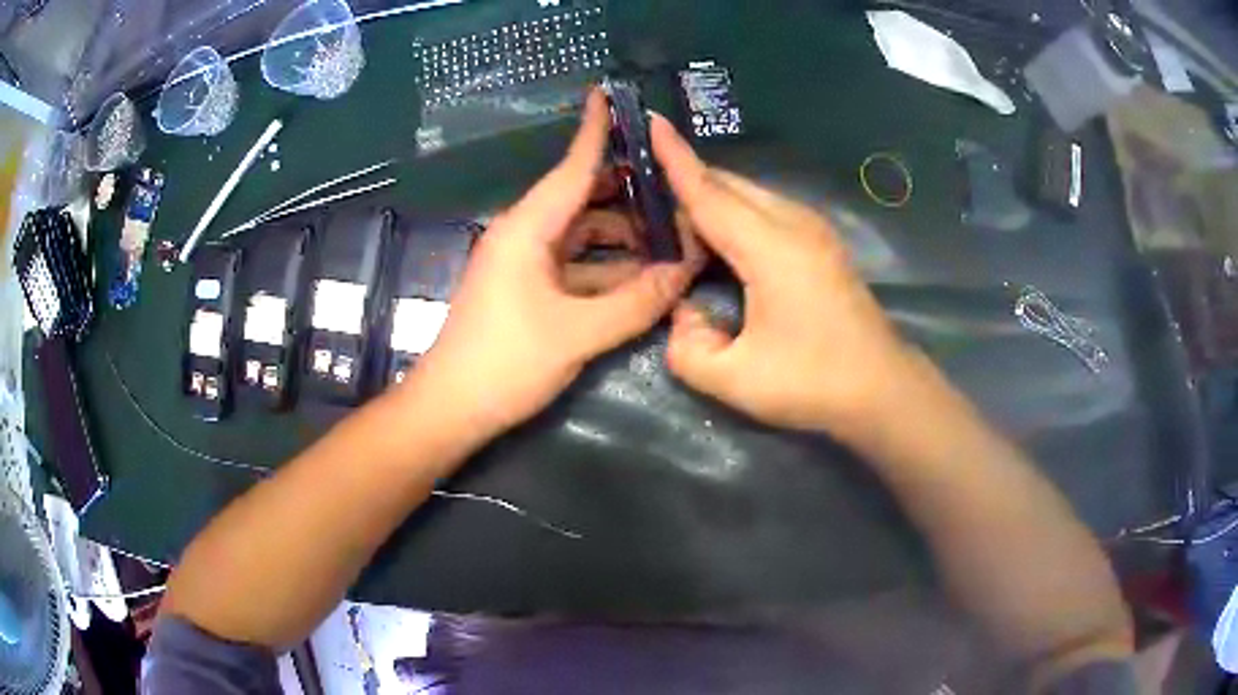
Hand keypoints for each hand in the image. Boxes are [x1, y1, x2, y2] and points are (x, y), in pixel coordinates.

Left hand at [404, 92, 703, 442]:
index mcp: (528, 228)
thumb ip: (636, 302)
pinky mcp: (526, 289)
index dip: (595, 131)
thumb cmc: (505, 362)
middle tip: (678, 191)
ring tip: (672, 237)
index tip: (610, 94)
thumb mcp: (577, 333)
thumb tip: (683, 273)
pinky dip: (607, 266)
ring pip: (582, 234)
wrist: (451, 407)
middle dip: (628, 193)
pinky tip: (642, 274)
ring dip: (623, 235)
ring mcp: (524, 263)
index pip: (572, 168)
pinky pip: (575, 264)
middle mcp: (524, 235)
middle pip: (583, 199)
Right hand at [652, 115, 916, 435]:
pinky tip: (719, 239)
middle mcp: (793, 223)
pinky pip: (766, 209)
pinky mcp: (821, 241)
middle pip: (728, 184)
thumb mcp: (736, 380)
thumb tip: (683, 312)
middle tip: (643, 200)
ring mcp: (813, 229)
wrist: (883, 389)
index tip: (648, 122)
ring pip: (749, 193)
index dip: (674, 157)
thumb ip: (687, 347)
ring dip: (711, 199)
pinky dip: (734, 212)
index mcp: (771, 247)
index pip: (709, 191)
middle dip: (685, 181)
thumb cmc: (814, 383)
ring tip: (675, 223)